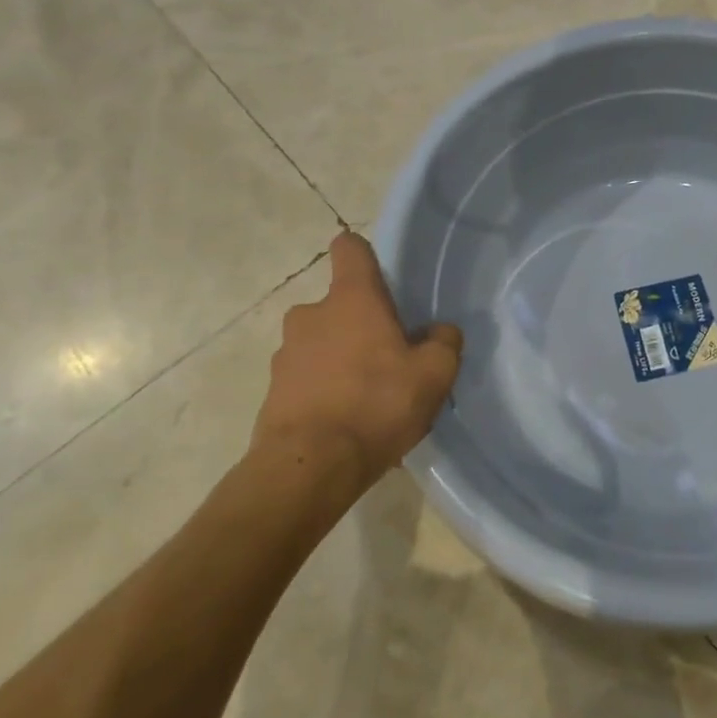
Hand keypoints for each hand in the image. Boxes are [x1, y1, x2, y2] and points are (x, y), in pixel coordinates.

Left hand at [249, 231, 462, 487]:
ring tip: (369, 399)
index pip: (350, 249)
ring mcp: (285, 354)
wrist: (308, 468)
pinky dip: (325, 392)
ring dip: (342, 360)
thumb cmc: (377, 404)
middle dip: (361, 325)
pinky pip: (307, 380)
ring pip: (322, 344)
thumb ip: (444, 342)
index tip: (381, 277)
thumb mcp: (435, 373)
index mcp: (351, 299)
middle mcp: (311, 315)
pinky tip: (347, 424)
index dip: (365, 255)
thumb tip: (439, 331)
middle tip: (389, 358)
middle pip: (340, 305)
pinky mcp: (272, 392)